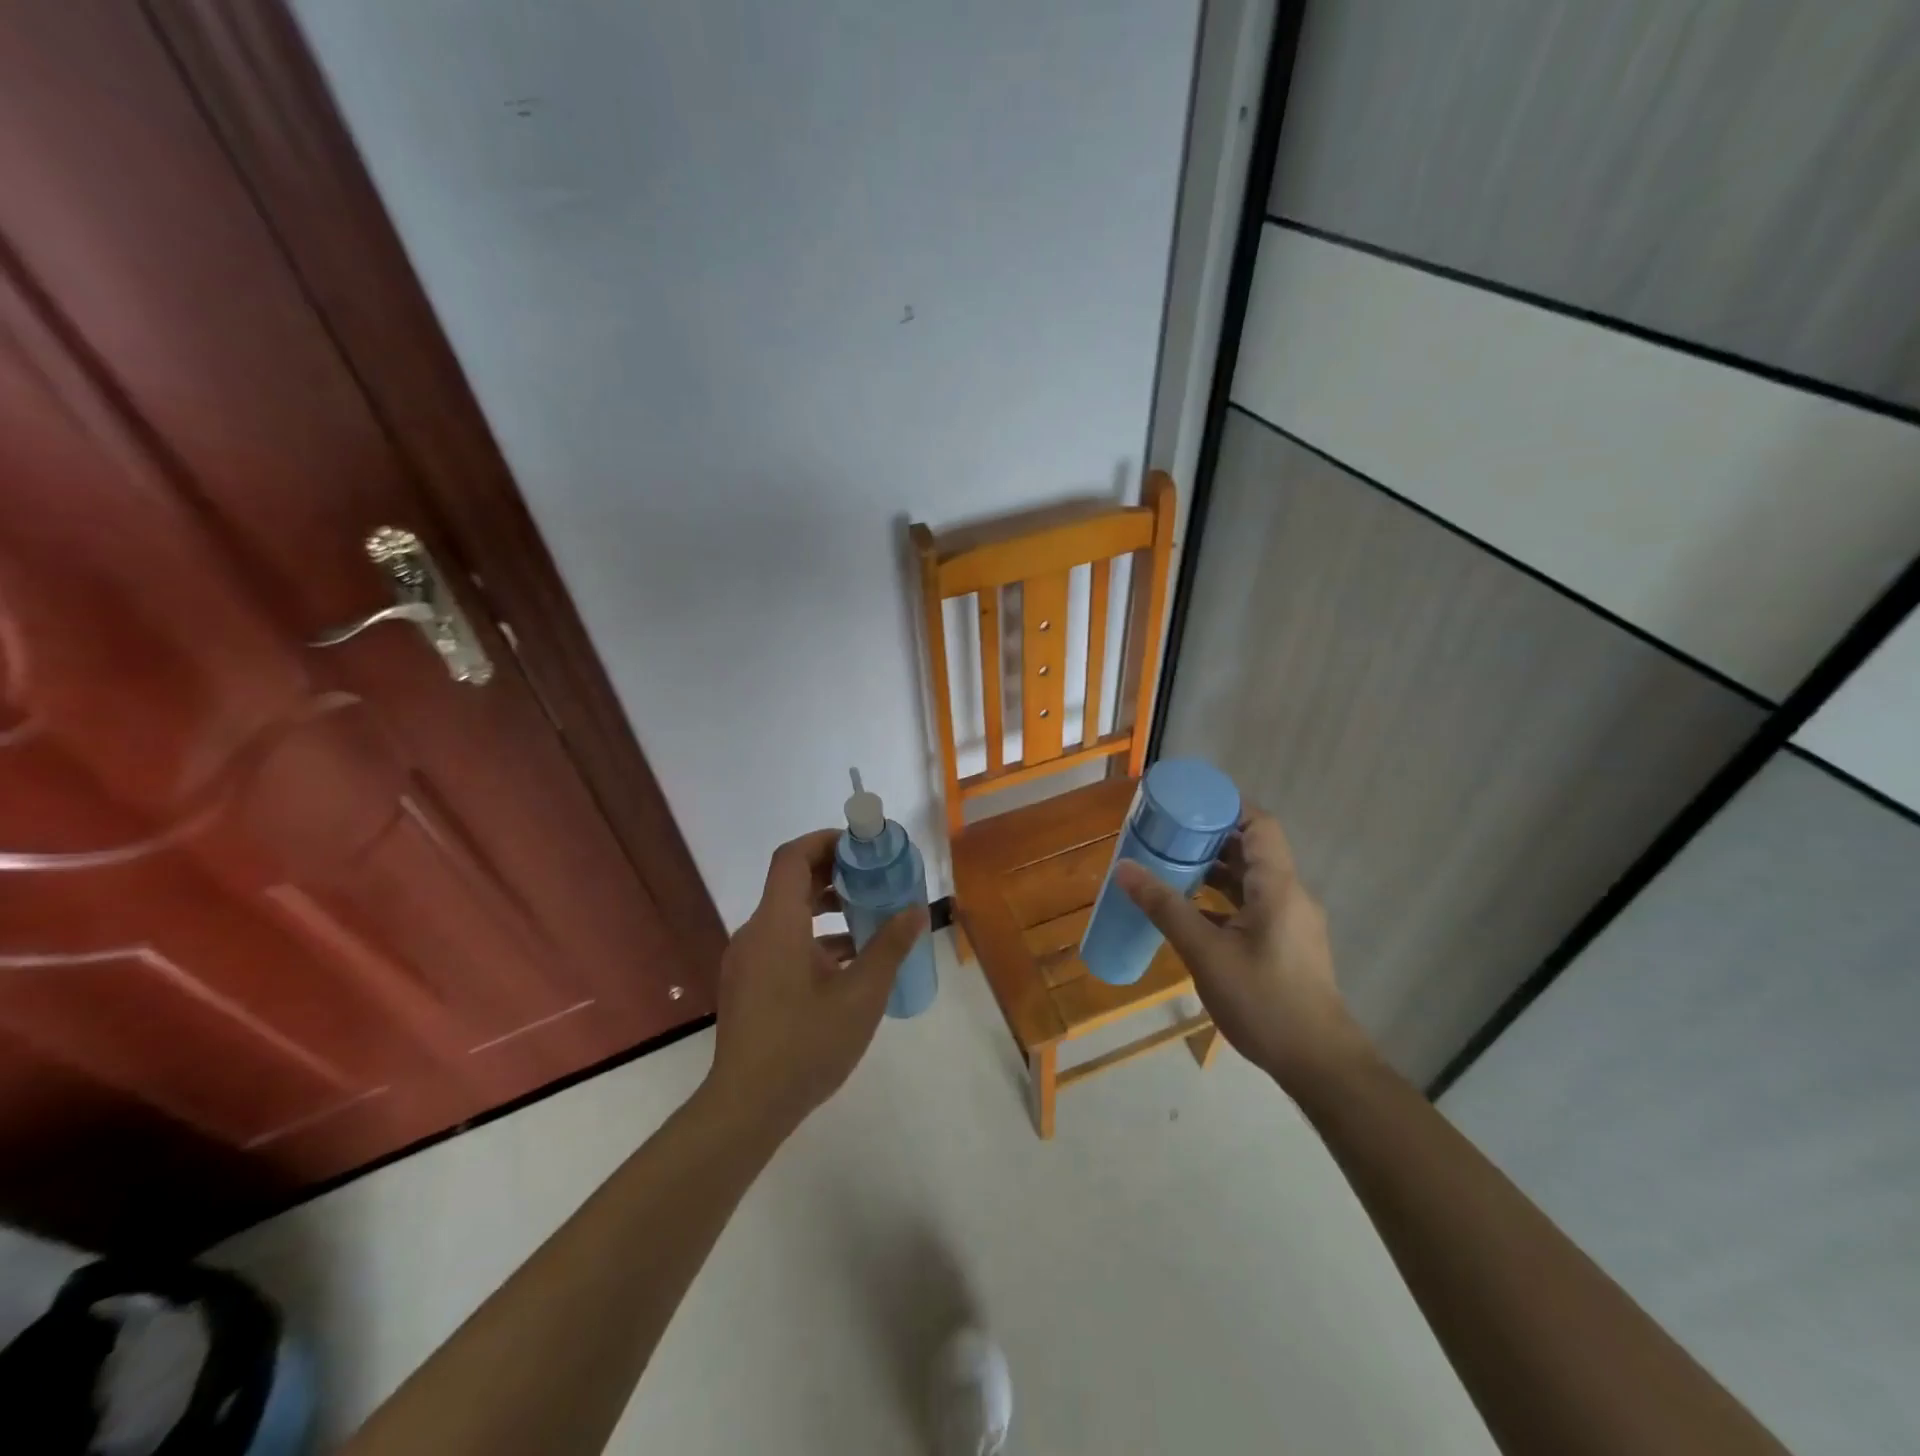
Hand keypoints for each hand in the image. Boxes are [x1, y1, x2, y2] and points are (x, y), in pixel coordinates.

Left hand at [706, 829, 928, 1132]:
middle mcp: (755, 933)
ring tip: (869, 919)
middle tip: (874, 878)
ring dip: (826, 909)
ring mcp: (747, 960)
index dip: (826, 841)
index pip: (793, 857)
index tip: (862, 845)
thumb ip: (889, 947)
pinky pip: (781, 942)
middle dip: (834, 874)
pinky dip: (813, 938)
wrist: (746, 1107)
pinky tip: (847, 964)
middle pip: (791, 883)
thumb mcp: (861, 995)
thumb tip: (916, 910)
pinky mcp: (747, 984)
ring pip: (787, 916)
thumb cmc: (806, 1044)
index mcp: (777, 924)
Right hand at [1115, 807, 1366, 1091]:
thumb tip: (1124, 868)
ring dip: (1215, 869)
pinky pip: (1253, 905)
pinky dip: (1223, 899)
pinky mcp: (1288, 944)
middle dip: (1211, 837)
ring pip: (1252, 880)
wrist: (1319, 1063)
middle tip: (1168, 834)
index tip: (1187, 804)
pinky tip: (1192, 912)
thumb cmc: (1264, 1001)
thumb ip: (1165, 908)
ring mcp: (1292, 922)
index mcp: (1278, 887)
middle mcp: (1290, 895)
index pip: (1260, 825)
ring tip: (1172, 867)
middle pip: (1253, 849)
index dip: (1227, 806)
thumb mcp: (1206, 952)